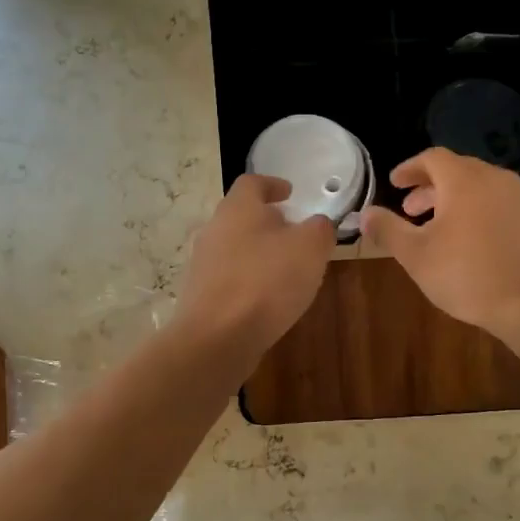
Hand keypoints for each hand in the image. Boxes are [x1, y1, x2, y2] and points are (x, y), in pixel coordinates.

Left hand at [173, 174, 332, 362]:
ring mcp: (202, 264)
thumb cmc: (266, 282)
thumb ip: (319, 230)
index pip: (252, 183)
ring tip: (285, 270)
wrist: (217, 337)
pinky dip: (248, 281)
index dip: (273, 184)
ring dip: (258, 253)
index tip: (290, 193)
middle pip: (240, 216)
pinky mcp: (200, 295)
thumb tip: (318, 225)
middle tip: (294, 233)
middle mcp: (213, 230)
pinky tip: (267, 300)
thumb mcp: (310, 248)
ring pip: (234, 248)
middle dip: (267, 222)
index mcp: (238, 208)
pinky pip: (229, 278)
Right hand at [361, 149, 519, 338]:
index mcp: (464, 180)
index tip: (394, 183)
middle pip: (456, 171)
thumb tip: (365, 213)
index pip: (432, 158)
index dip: (409, 168)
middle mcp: (494, 179)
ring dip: (452, 201)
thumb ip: (388, 229)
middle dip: (429, 187)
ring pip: (478, 188)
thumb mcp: (416, 255)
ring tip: (436, 228)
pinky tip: (468, 242)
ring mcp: (519, 198)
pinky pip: (497, 204)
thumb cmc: (468, 275)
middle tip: (409, 210)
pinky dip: (475, 211)